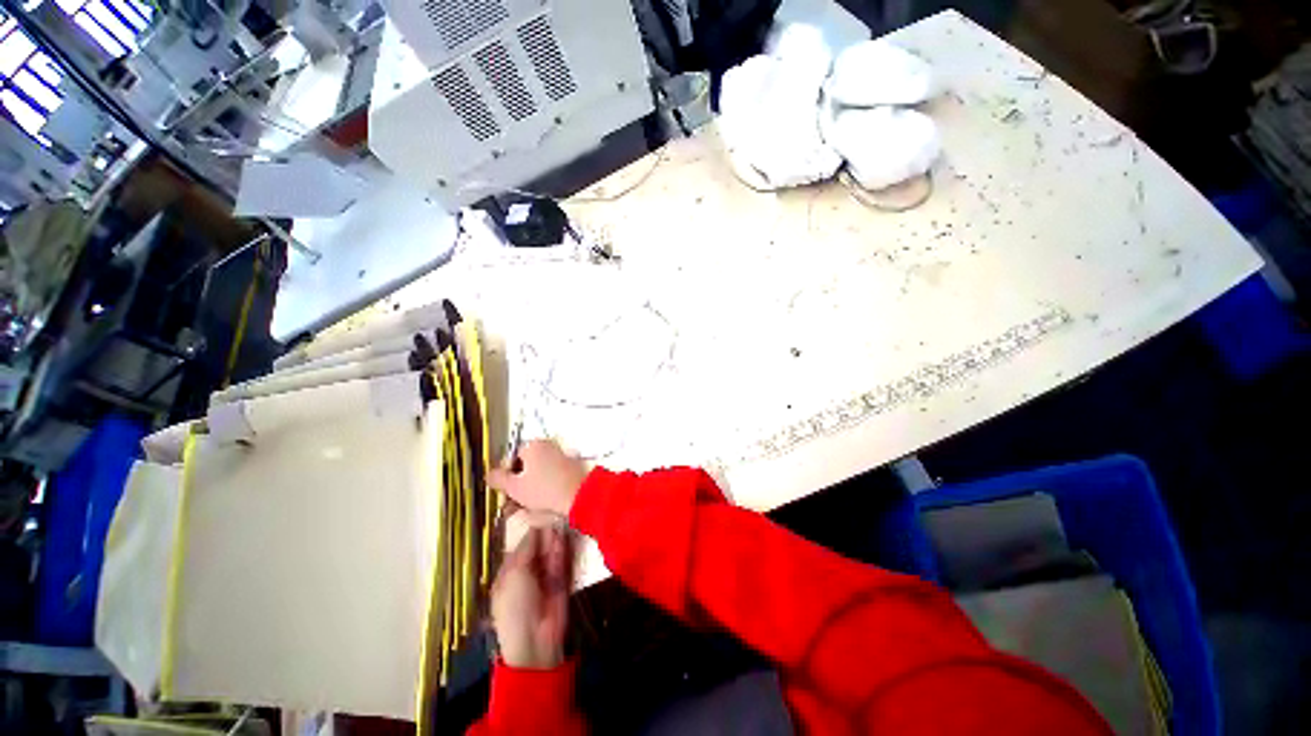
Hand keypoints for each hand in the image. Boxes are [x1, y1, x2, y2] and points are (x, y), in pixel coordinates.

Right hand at [489, 440, 588, 516]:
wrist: (580, 495)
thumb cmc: (545, 489)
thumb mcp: (514, 487)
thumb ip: (498, 479)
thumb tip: (490, 475)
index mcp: (533, 446)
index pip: (511, 458)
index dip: (504, 477)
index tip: (503, 492)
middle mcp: (547, 447)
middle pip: (525, 468)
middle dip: (516, 488)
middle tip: (511, 505)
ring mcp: (560, 457)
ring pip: (537, 476)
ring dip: (528, 493)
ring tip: (525, 511)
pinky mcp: (570, 469)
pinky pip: (550, 480)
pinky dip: (544, 492)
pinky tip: (541, 508)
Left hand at [491, 524, 571, 668]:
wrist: (535, 638)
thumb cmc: (515, 606)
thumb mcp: (514, 574)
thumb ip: (526, 549)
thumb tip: (536, 528)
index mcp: (508, 573)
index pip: (518, 547)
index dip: (528, 532)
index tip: (537, 513)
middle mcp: (527, 572)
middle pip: (536, 547)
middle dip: (543, 534)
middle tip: (551, 515)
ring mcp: (545, 576)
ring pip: (549, 552)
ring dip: (553, 539)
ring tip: (559, 522)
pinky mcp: (561, 580)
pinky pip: (561, 561)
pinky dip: (562, 549)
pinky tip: (563, 536)